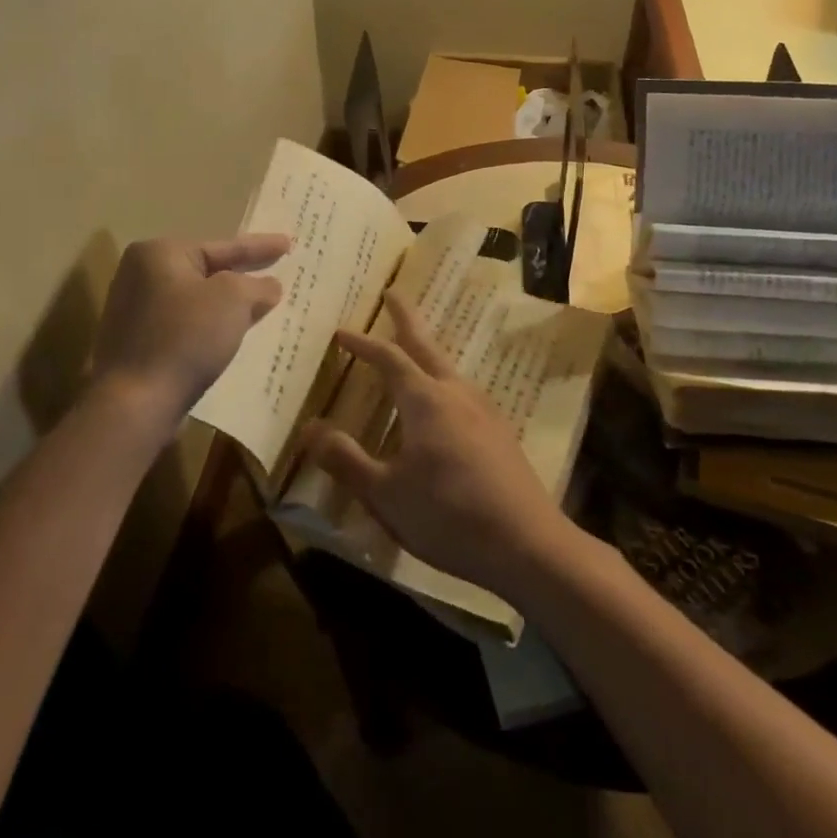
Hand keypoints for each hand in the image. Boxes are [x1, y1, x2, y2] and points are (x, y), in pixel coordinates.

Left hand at [89, 234, 289, 432]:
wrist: (136, 402)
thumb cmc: (186, 337)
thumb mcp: (233, 300)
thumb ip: (256, 286)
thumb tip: (269, 287)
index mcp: (159, 254)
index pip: (222, 246)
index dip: (259, 246)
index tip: (288, 243)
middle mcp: (140, 276)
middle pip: (206, 271)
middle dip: (242, 275)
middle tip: (275, 270)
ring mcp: (135, 312)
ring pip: (197, 300)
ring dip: (228, 305)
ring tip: (262, 304)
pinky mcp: (138, 344)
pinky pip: (186, 325)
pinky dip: (210, 326)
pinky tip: (232, 335)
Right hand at [304, 291, 570, 597]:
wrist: (527, 544)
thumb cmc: (448, 516)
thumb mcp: (385, 494)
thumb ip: (346, 460)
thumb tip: (310, 428)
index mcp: (426, 400)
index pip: (388, 358)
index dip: (363, 344)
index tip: (341, 332)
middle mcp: (456, 393)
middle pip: (426, 344)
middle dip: (406, 318)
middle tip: (393, 293)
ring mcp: (484, 410)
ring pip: (448, 367)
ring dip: (426, 349)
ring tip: (413, 347)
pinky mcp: (499, 431)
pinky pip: (462, 390)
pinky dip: (442, 378)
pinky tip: (443, 402)